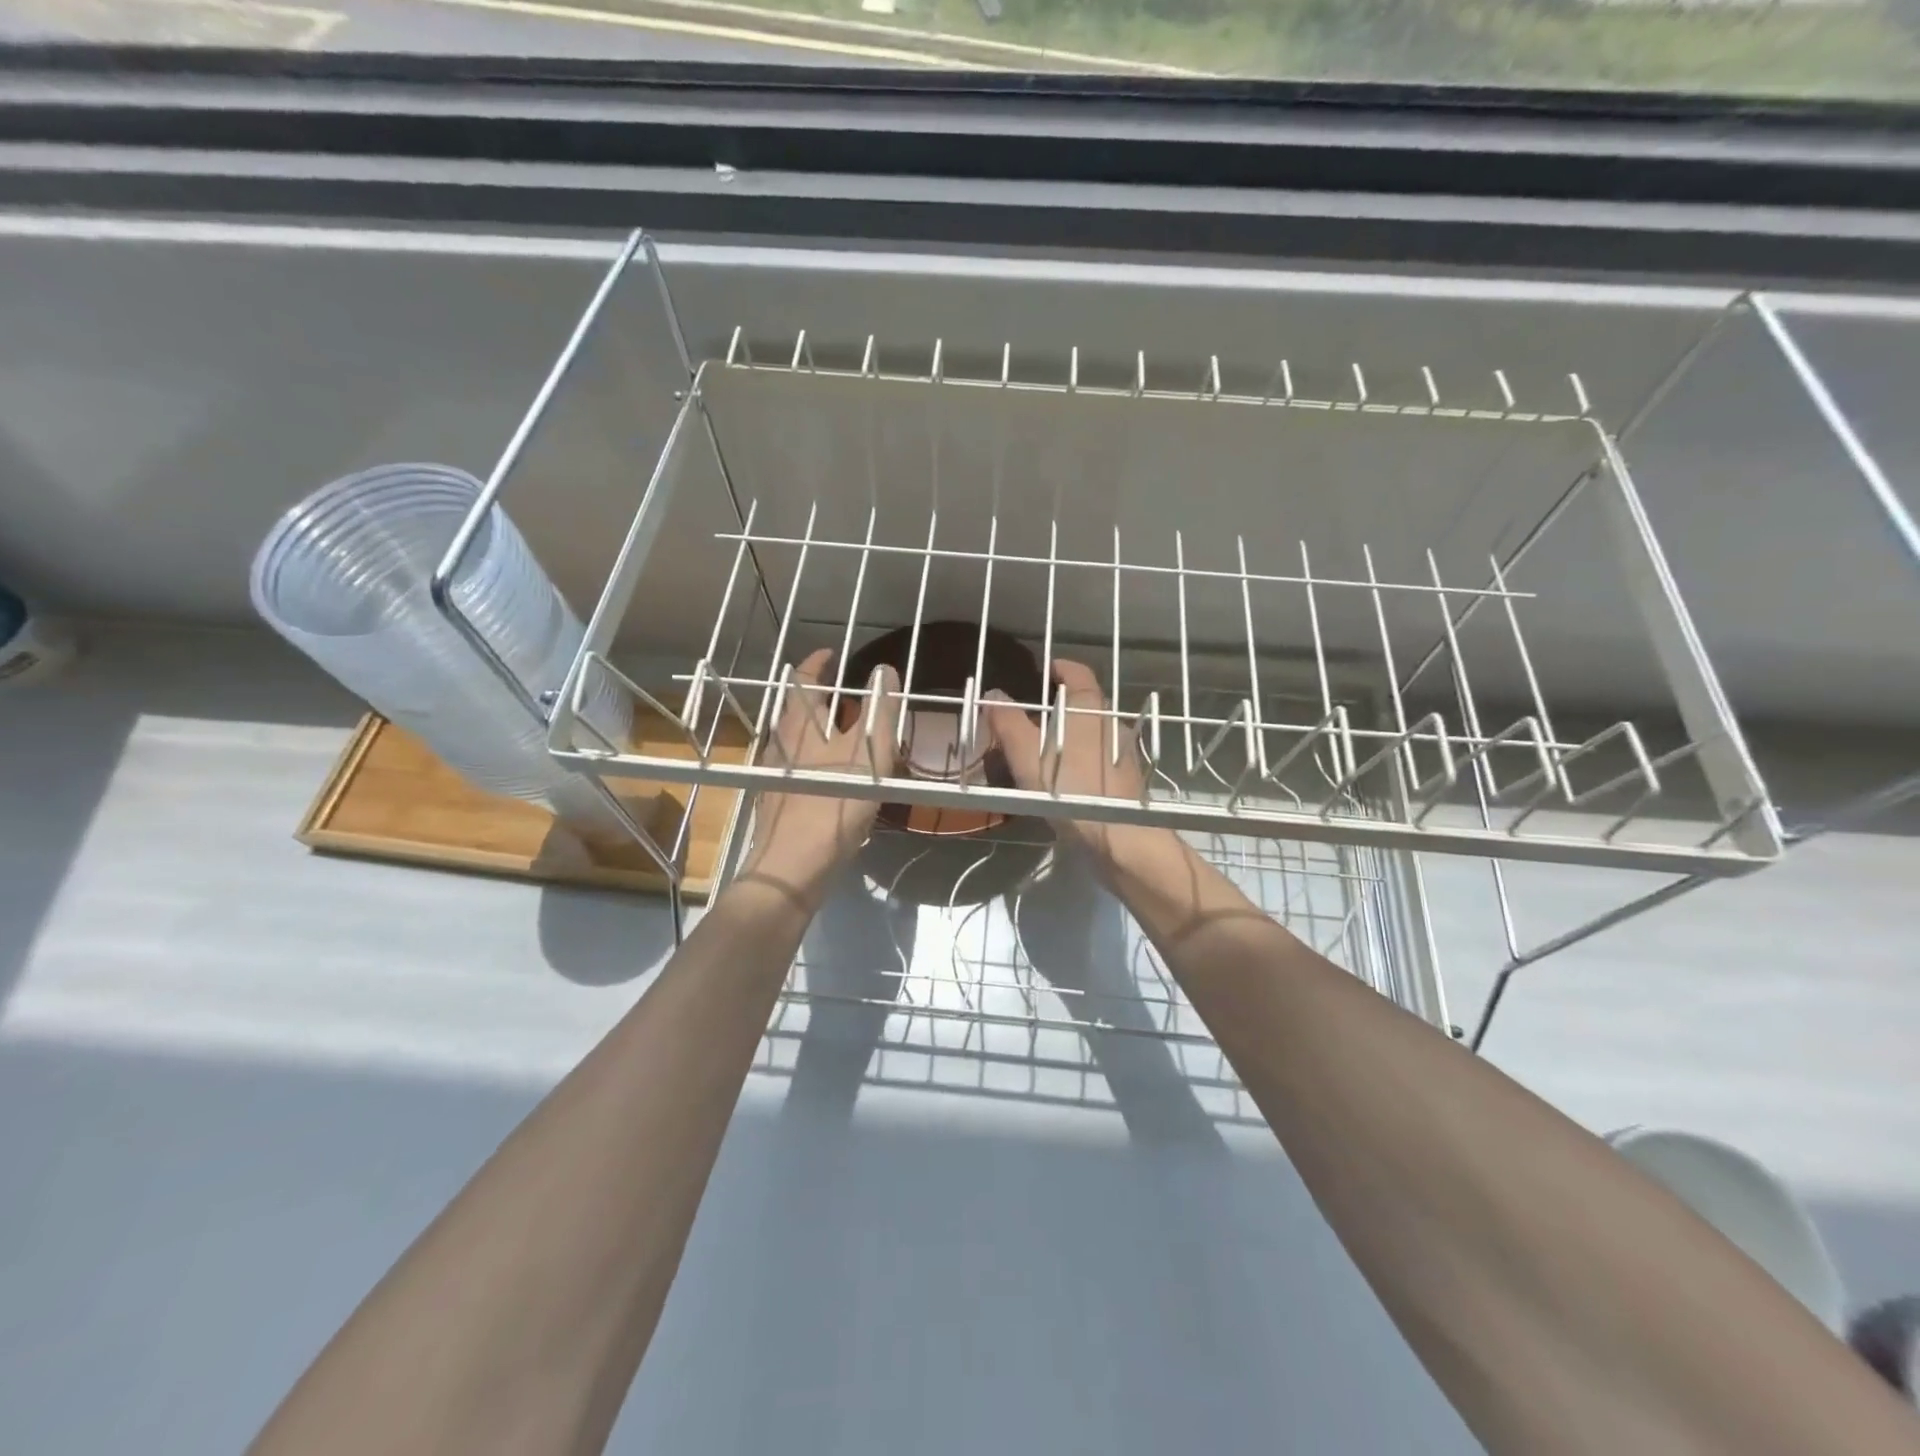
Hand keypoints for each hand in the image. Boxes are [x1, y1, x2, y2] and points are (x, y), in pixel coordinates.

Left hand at [740, 648, 899, 903]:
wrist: (792, 868)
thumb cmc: (832, 804)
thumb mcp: (868, 754)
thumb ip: (879, 711)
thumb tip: (884, 670)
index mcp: (801, 726)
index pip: (804, 681)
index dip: (817, 663)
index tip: (831, 653)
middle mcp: (782, 744)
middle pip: (798, 710)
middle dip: (819, 697)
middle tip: (845, 693)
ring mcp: (776, 774)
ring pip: (797, 740)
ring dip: (818, 729)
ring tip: (844, 733)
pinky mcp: (778, 802)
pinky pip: (798, 768)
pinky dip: (815, 760)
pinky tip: (832, 778)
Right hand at [982, 658, 1166, 875]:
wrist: (1120, 837)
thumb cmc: (1069, 788)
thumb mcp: (1026, 755)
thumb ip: (1008, 722)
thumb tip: (993, 693)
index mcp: (1088, 705)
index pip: (1076, 671)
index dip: (1058, 668)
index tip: (1042, 672)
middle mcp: (1112, 720)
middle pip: (1084, 703)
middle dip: (1060, 706)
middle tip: (1031, 719)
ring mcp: (1126, 750)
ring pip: (1094, 732)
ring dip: (1073, 735)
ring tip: (1046, 752)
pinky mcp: (1130, 778)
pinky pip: (1102, 757)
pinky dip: (1085, 759)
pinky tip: (1069, 780)